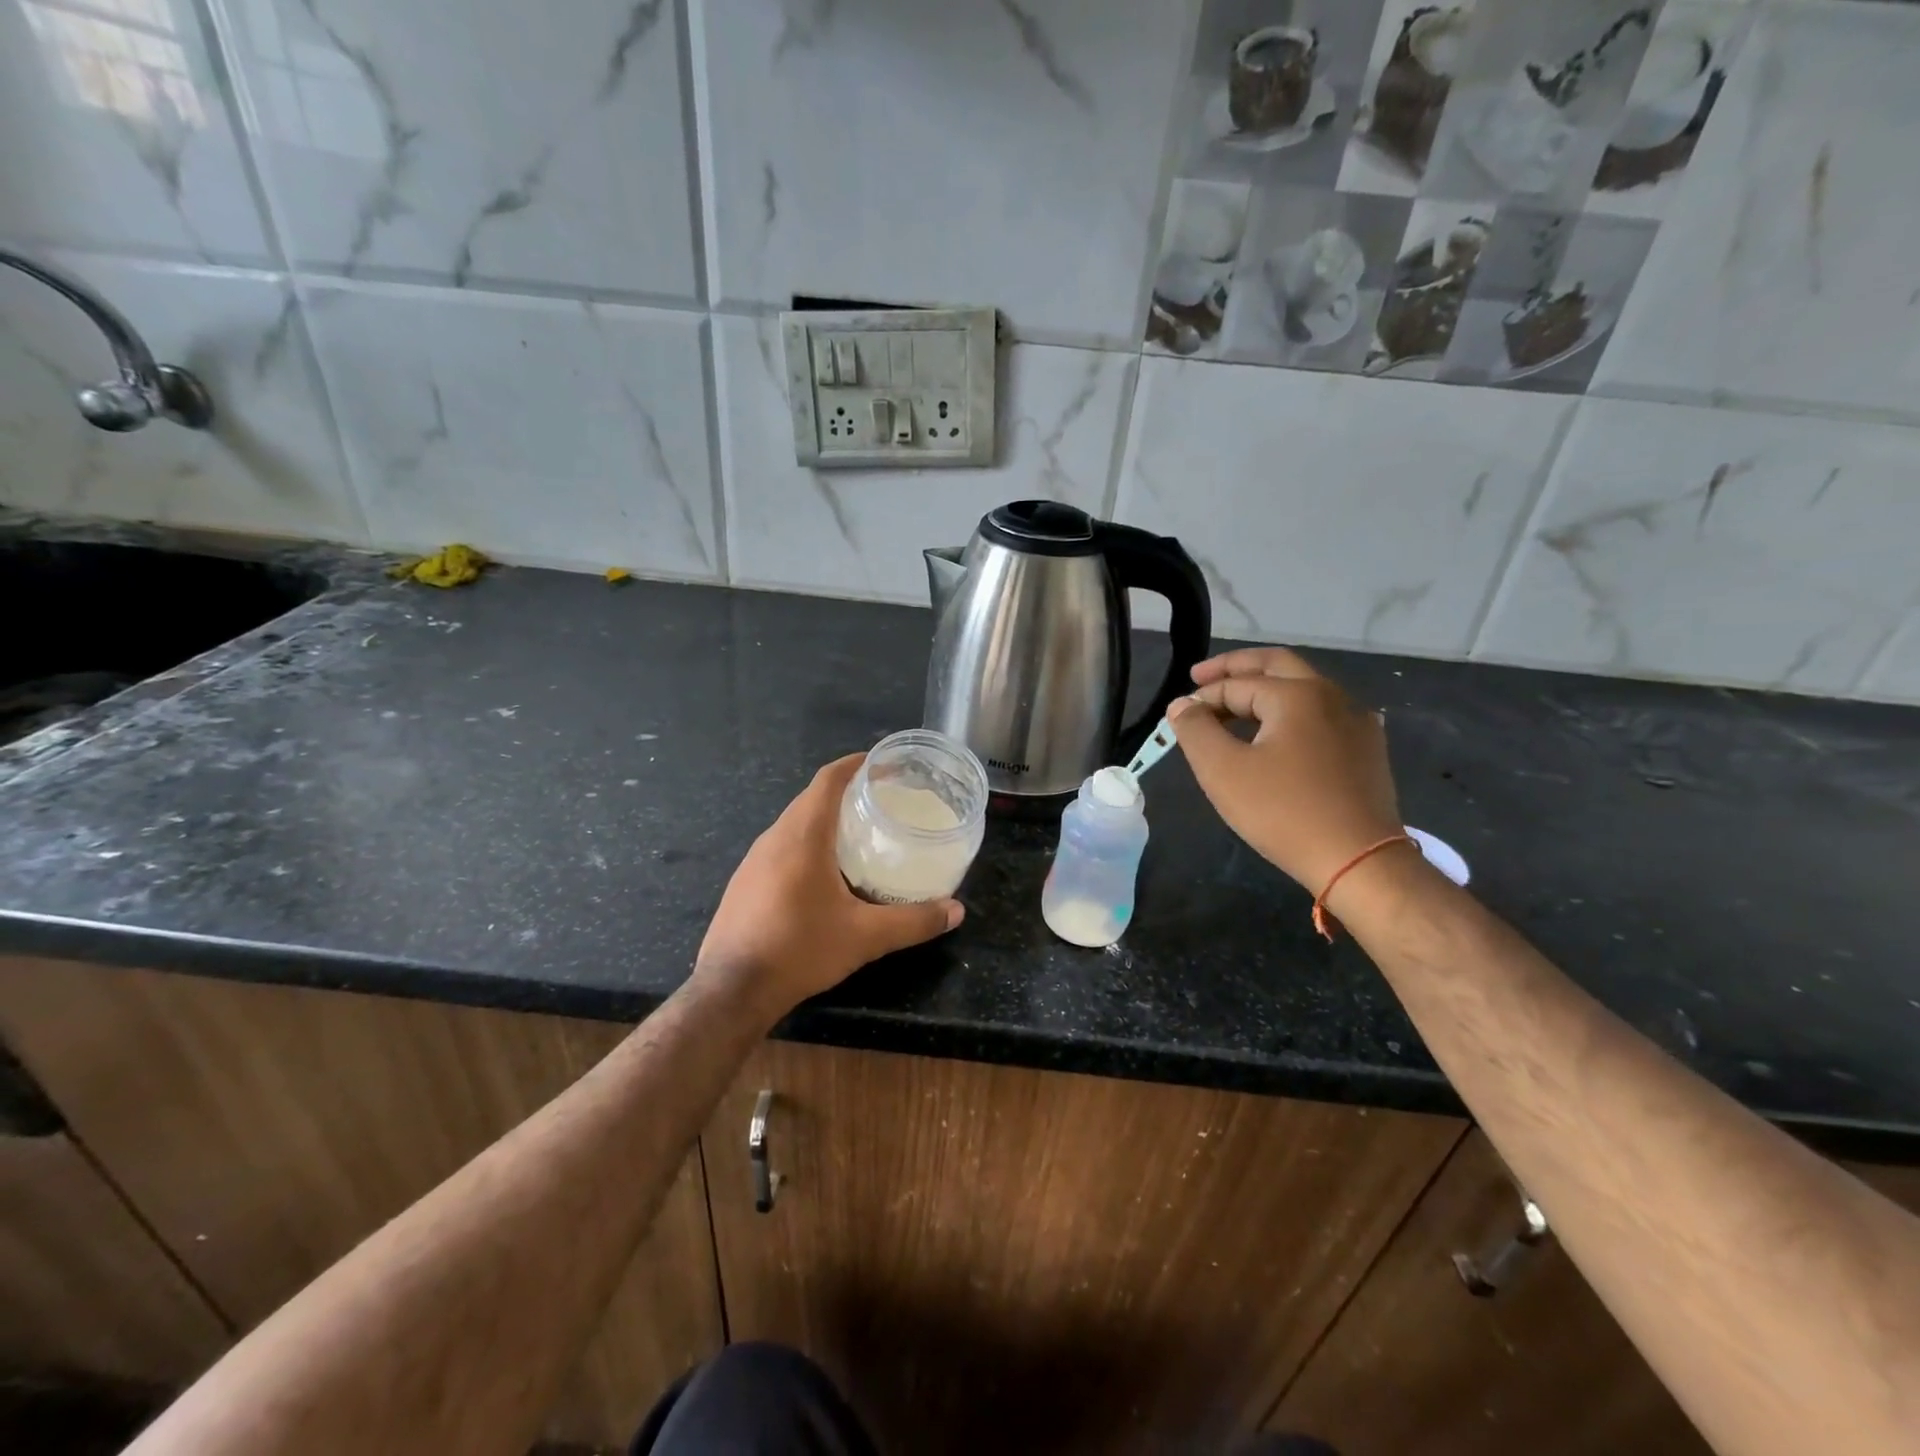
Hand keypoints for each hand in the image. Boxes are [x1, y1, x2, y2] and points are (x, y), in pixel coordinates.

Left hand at [694, 754, 963, 1021]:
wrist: (731, 991)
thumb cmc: (800, 949)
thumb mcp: (865, 936)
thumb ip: (914, 921)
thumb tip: (956, 911)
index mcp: (803, 835)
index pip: (828, 780)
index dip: (855, 764)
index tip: (882, 763)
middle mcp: (773, 838)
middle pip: (812, 799)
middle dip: (846, 794)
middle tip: (883, 802)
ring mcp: (753, 861)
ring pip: (794, 825)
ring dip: (825, 821)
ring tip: (860, 835)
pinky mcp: (744, 883)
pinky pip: (780, 849)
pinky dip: (807, 846)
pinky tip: (825, 875)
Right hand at [1171, 647, 1403, 894]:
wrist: (1359, 861)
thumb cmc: (1283, 812)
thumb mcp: (1223, 770)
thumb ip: (1195, 729)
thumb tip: (1182, 704)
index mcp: (1296, 694)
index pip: (1237, 684)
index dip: (1202, 698)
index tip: (1178, 718)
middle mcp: (1331, 696)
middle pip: (1277, 665)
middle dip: (1236, 668)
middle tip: (1201, 677)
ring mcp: (1356, 721)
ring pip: (1303, 689)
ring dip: (1265, 689)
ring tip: (1234, 708)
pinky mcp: (1368, 749)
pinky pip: (1322, 714)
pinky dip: (1291, 712)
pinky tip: (1282, 732)